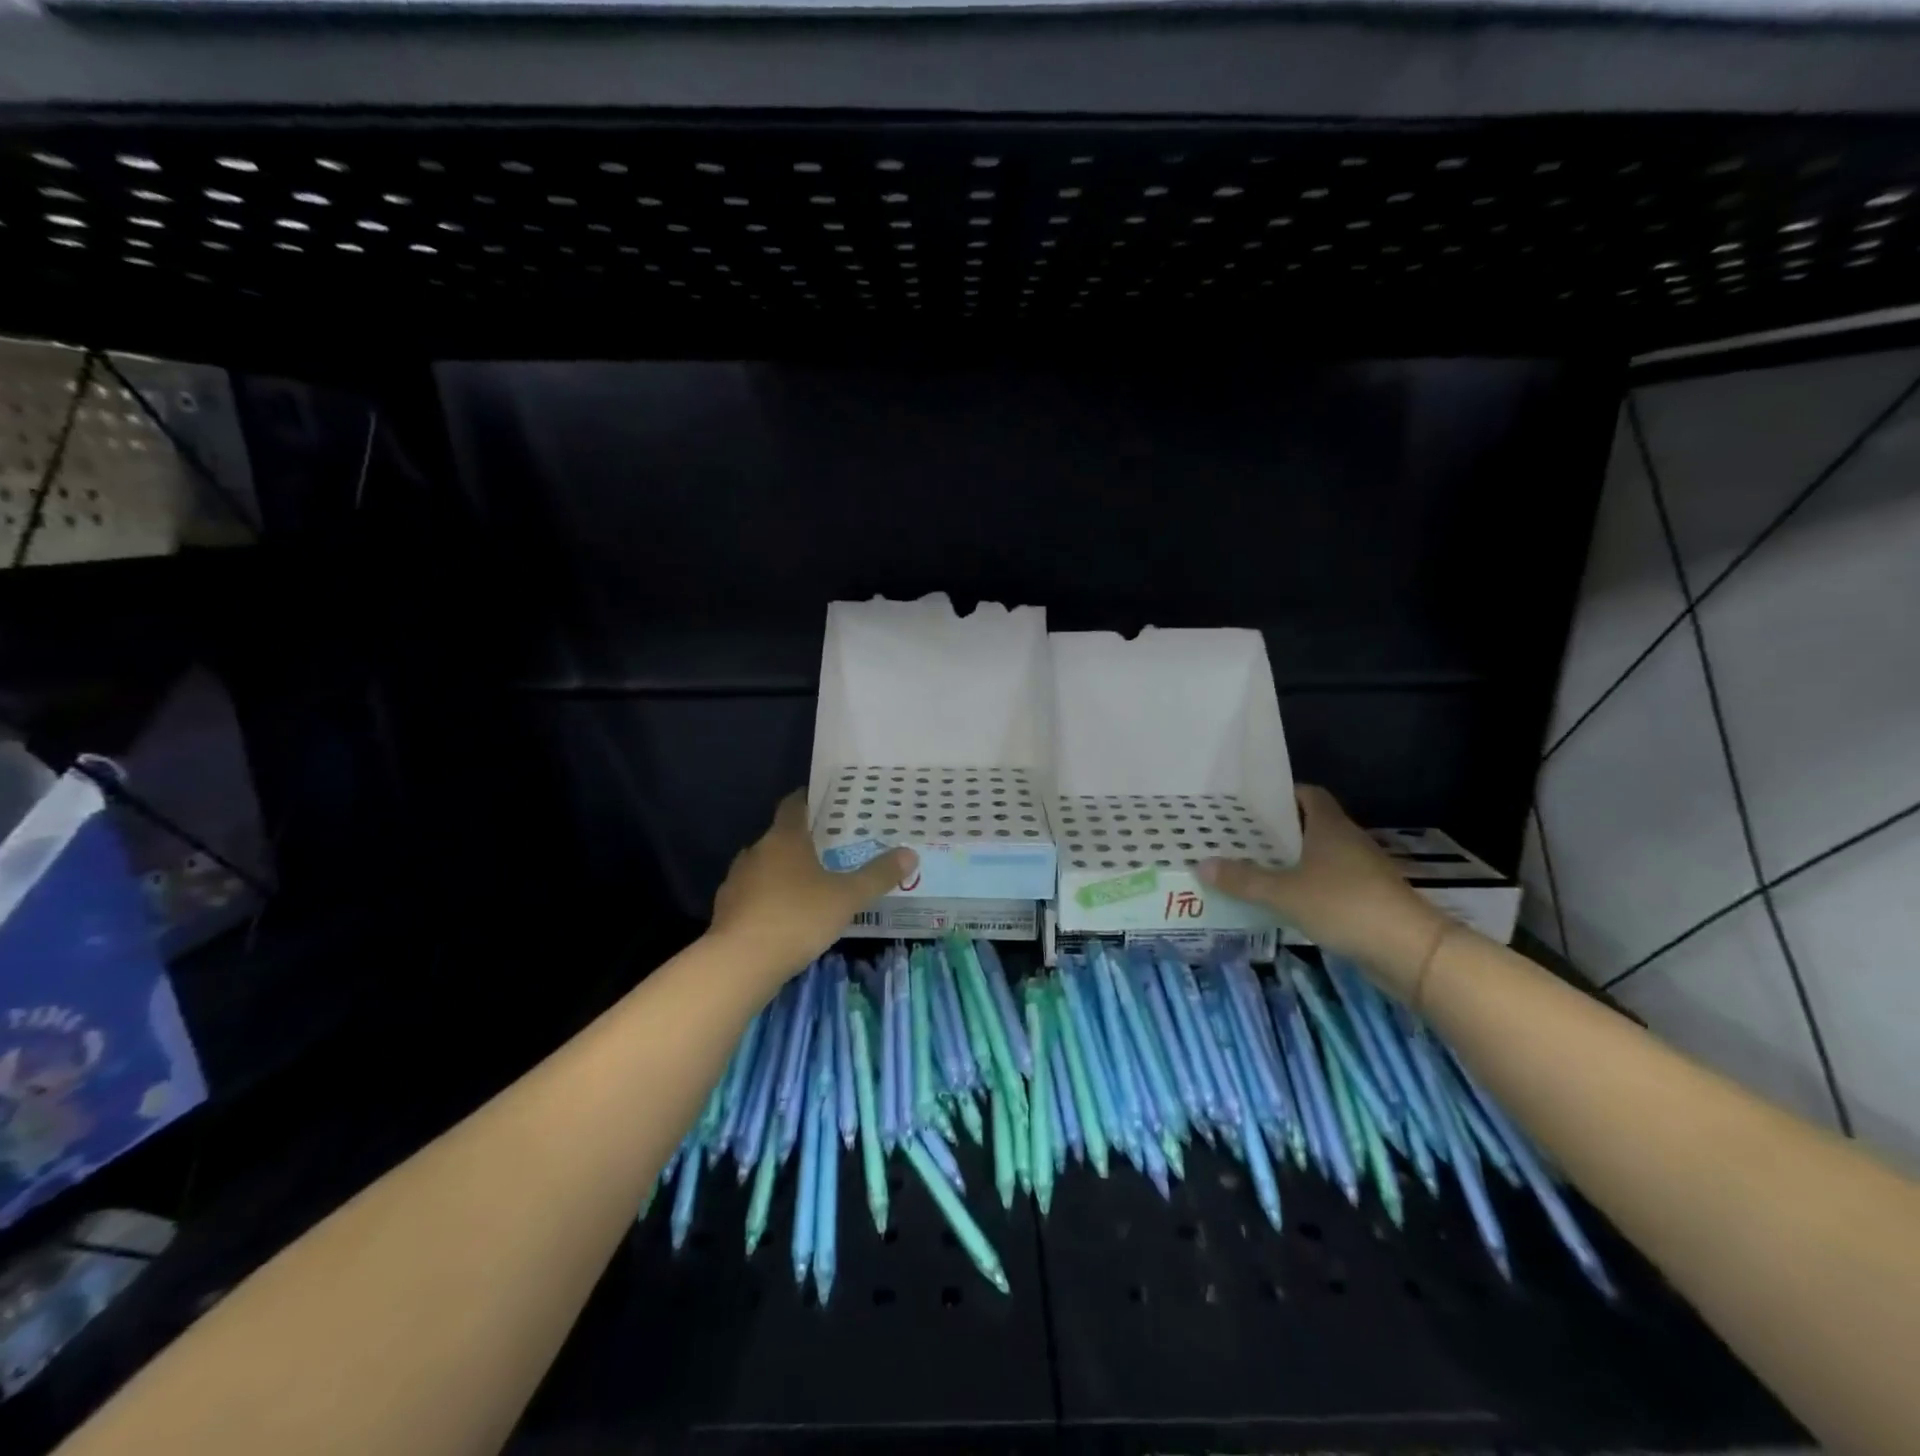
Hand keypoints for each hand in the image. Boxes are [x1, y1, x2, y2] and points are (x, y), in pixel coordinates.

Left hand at [710, 792, 916, 986]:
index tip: (824, 802)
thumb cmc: (798, 917)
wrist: (741, 962)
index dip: (807, 800)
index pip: (793, 806)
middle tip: (828, 850)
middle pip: (779, 837)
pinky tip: (783, 917)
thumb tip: (910, 853)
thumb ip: (878, 875)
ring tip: (808, 886)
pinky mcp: (725, 909)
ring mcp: (737, 880)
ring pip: (763, 867)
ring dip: (782, 873)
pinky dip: (767, 899)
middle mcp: (756, 851)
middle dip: (801, 842)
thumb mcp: (847, 897)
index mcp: (784, 838)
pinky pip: (752, 895)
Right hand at [1197, 785, 1446, 998]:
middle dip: (1277, 829)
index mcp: (1330, 826)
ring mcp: (1361, 870)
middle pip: (1309, 824)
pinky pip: (1328, 881)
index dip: (1281, 793)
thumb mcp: (1284, 893)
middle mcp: (1347, 841)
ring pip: (1319, 855)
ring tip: (1252, 866)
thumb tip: (1201, 863)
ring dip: (1291, 859)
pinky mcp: (1367, 898)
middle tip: (1238, 835)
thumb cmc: (1345, 905)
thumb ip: (1243, 880)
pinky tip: (1282, 899)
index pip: (1307, 794)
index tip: (1250, 802)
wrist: (1409, 950)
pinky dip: (1305, 884)